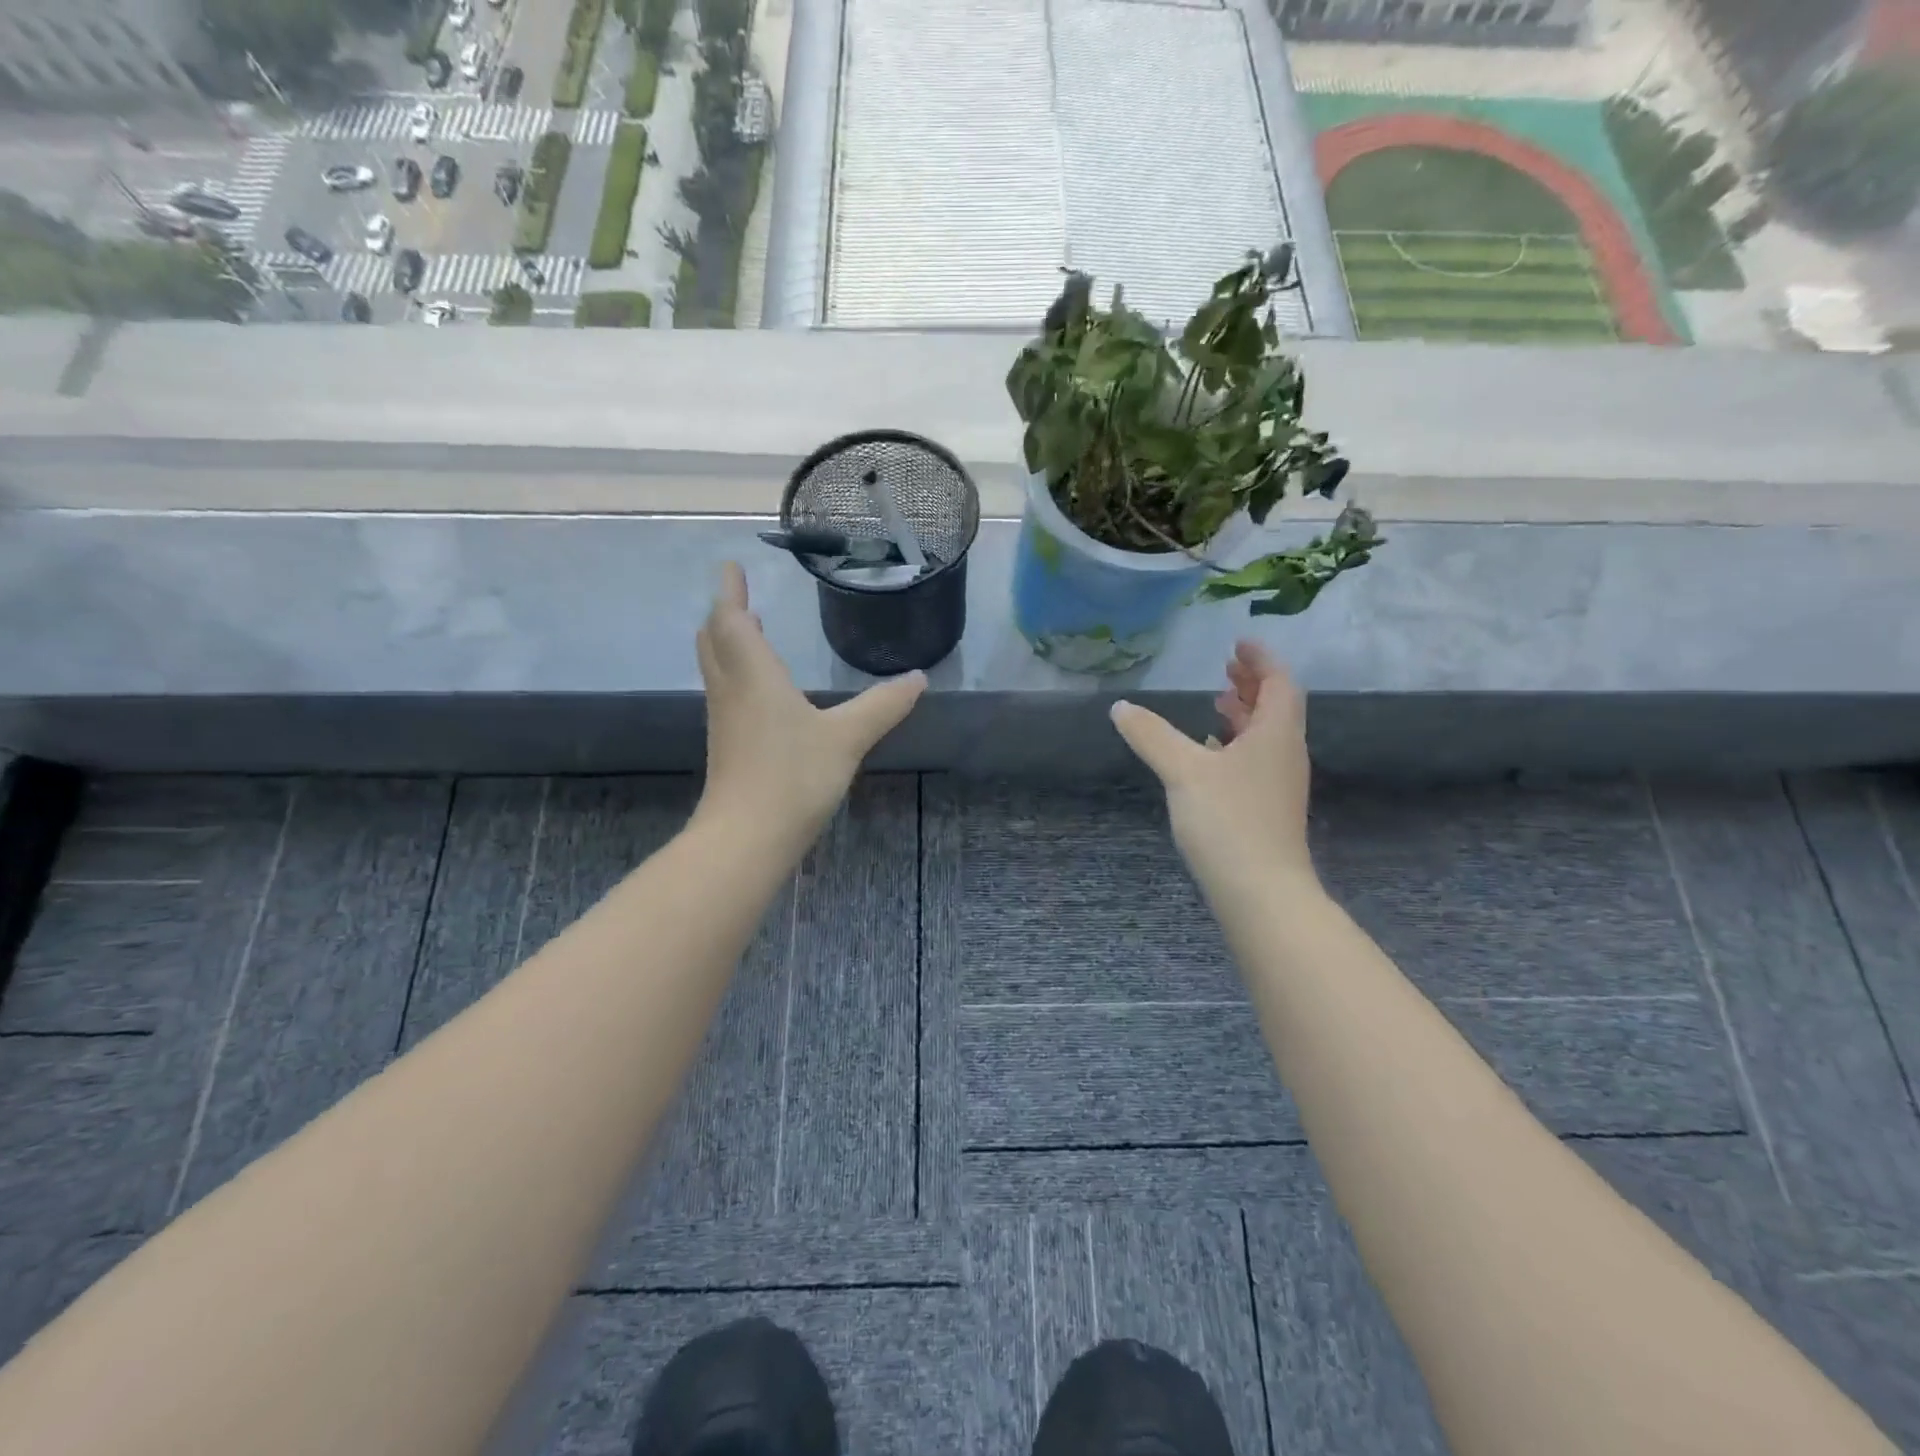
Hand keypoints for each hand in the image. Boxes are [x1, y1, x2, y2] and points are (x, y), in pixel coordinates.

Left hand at [694, 562, 925, 843]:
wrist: (746, 838)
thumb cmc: (793, 777)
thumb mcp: (847, 738)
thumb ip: (883, 706)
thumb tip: (918, 678)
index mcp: (754, 676)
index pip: (731, 621)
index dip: (730, 591)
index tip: (730, 566)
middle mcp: (732, 691)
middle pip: (715, 641)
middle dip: (724, 615)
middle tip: (739, 598)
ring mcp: (725, 721)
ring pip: (718, 668)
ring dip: (728, 644)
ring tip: (748, 632)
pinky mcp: (728, 747)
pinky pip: (727, 694)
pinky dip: (737, 674)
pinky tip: (760, 689)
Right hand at [1109, 641, 1317, 892]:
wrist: (1261, 893)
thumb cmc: (1228, 822)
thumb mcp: (1183, 771)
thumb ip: (1152, 736)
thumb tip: (1120, 706)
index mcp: (1275, 734)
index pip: (1280, 682)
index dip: (1261, 659)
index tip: (1238, 645)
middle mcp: (1285, 754)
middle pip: (1277, 707)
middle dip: (1253, 684)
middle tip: (1226, 669)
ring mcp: (1279, 784)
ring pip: (1266, 735)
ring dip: (1245, 714)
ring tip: (1217, 703)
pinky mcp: (1268, 809)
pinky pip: (1257, 760)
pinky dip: (1237, 745)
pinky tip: (1211, 755)